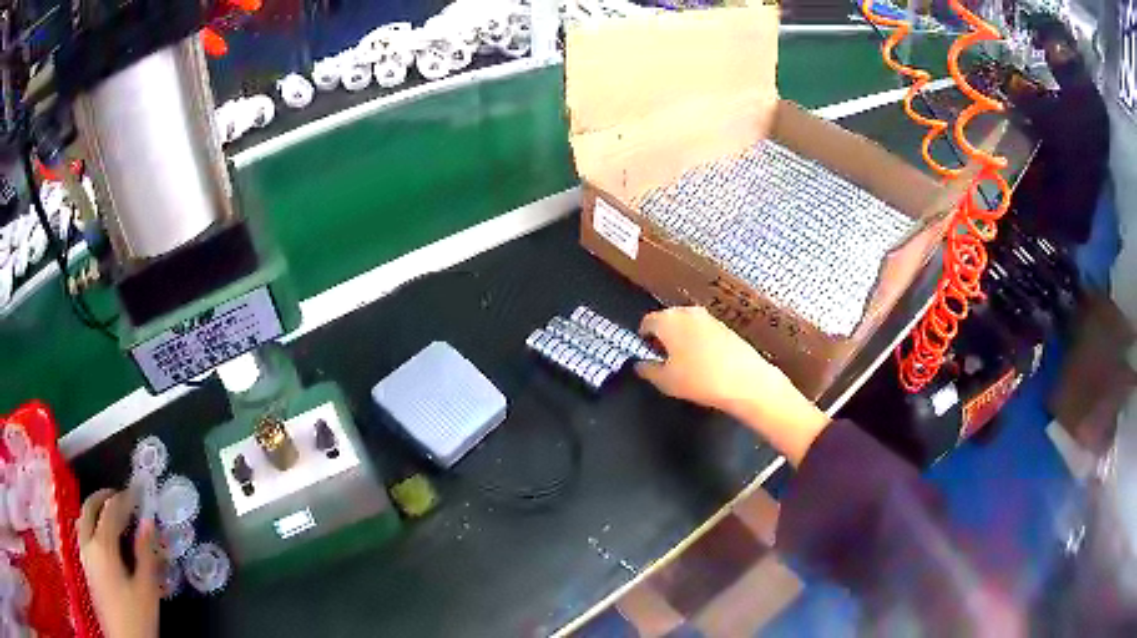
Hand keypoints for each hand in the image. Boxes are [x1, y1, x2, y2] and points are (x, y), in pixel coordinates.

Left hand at [78, 490, 160, 637]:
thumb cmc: (137, 617)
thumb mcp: (147, 590)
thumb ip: (146, 555)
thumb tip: (149, 523)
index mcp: (102, 546)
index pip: (111, 511)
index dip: (125, 499)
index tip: (138, 492)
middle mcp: (88, 543)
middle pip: (89, 508)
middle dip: (103, 497)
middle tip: (119, 495)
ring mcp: (84, 555)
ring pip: (83, 520)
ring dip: (95, 510)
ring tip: (110, 513)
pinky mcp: (86, 567)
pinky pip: (84, 534)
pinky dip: (92, 524)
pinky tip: (104, 538)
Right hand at [636, 306, 829, 464]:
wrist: (746, 381)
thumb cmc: (699, 380)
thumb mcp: (665, 381)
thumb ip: (647, 370)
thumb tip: (639, 364)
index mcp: (668, 320)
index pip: (647, 322)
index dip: (643, 338)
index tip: (645, 353)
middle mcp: (687, 312)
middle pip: (667, 319)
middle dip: (662, 336)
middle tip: (663, 358)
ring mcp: (709, 317)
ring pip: (686, 324)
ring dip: (681, 338)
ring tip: (684, 362)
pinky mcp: (726, 327)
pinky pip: (703, 330)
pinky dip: (698, 341)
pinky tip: (704, 362)